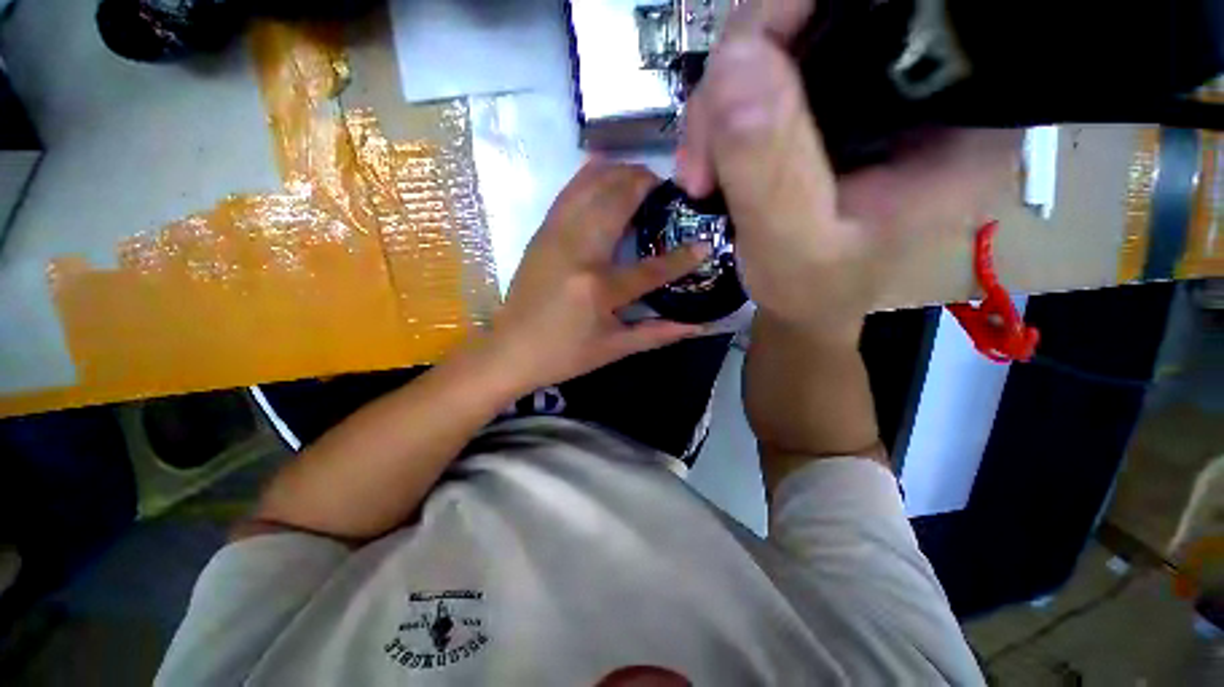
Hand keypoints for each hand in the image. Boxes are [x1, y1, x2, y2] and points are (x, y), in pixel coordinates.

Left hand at [486, 161, 709, 391]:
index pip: (650, 270)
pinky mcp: (541, 233)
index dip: (682, 259)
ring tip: (641, 176)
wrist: (510, 349)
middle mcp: (578, 253)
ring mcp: (555, 237)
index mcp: (598, 289)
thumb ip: (657, 334)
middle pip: (617, 203)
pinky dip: (589, 175)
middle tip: (668, 188)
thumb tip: (698, 326)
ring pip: (591, 187)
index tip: (705, 244)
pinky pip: (568, 192)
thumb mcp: (613, 349)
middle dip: (646, 186)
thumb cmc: (564, 355)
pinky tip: (604, 167)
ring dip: (620, 173)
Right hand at [677, 0, 1020, 337]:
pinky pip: (763, 75)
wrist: (804, 302)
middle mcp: (922, 80)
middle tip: (702, 158)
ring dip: (720, 104)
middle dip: (738, 75)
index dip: (794, 16)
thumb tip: (735, 62)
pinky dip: (723, 115)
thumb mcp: (793, 247)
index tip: (731, 85)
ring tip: (701, 174)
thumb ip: (770, 172)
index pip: (886, 8)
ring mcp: (870, 87)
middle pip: (821, 15)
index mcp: (954, 112)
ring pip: (781, 41)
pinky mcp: (830, 103)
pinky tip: (711, 162)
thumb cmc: (813, 291)